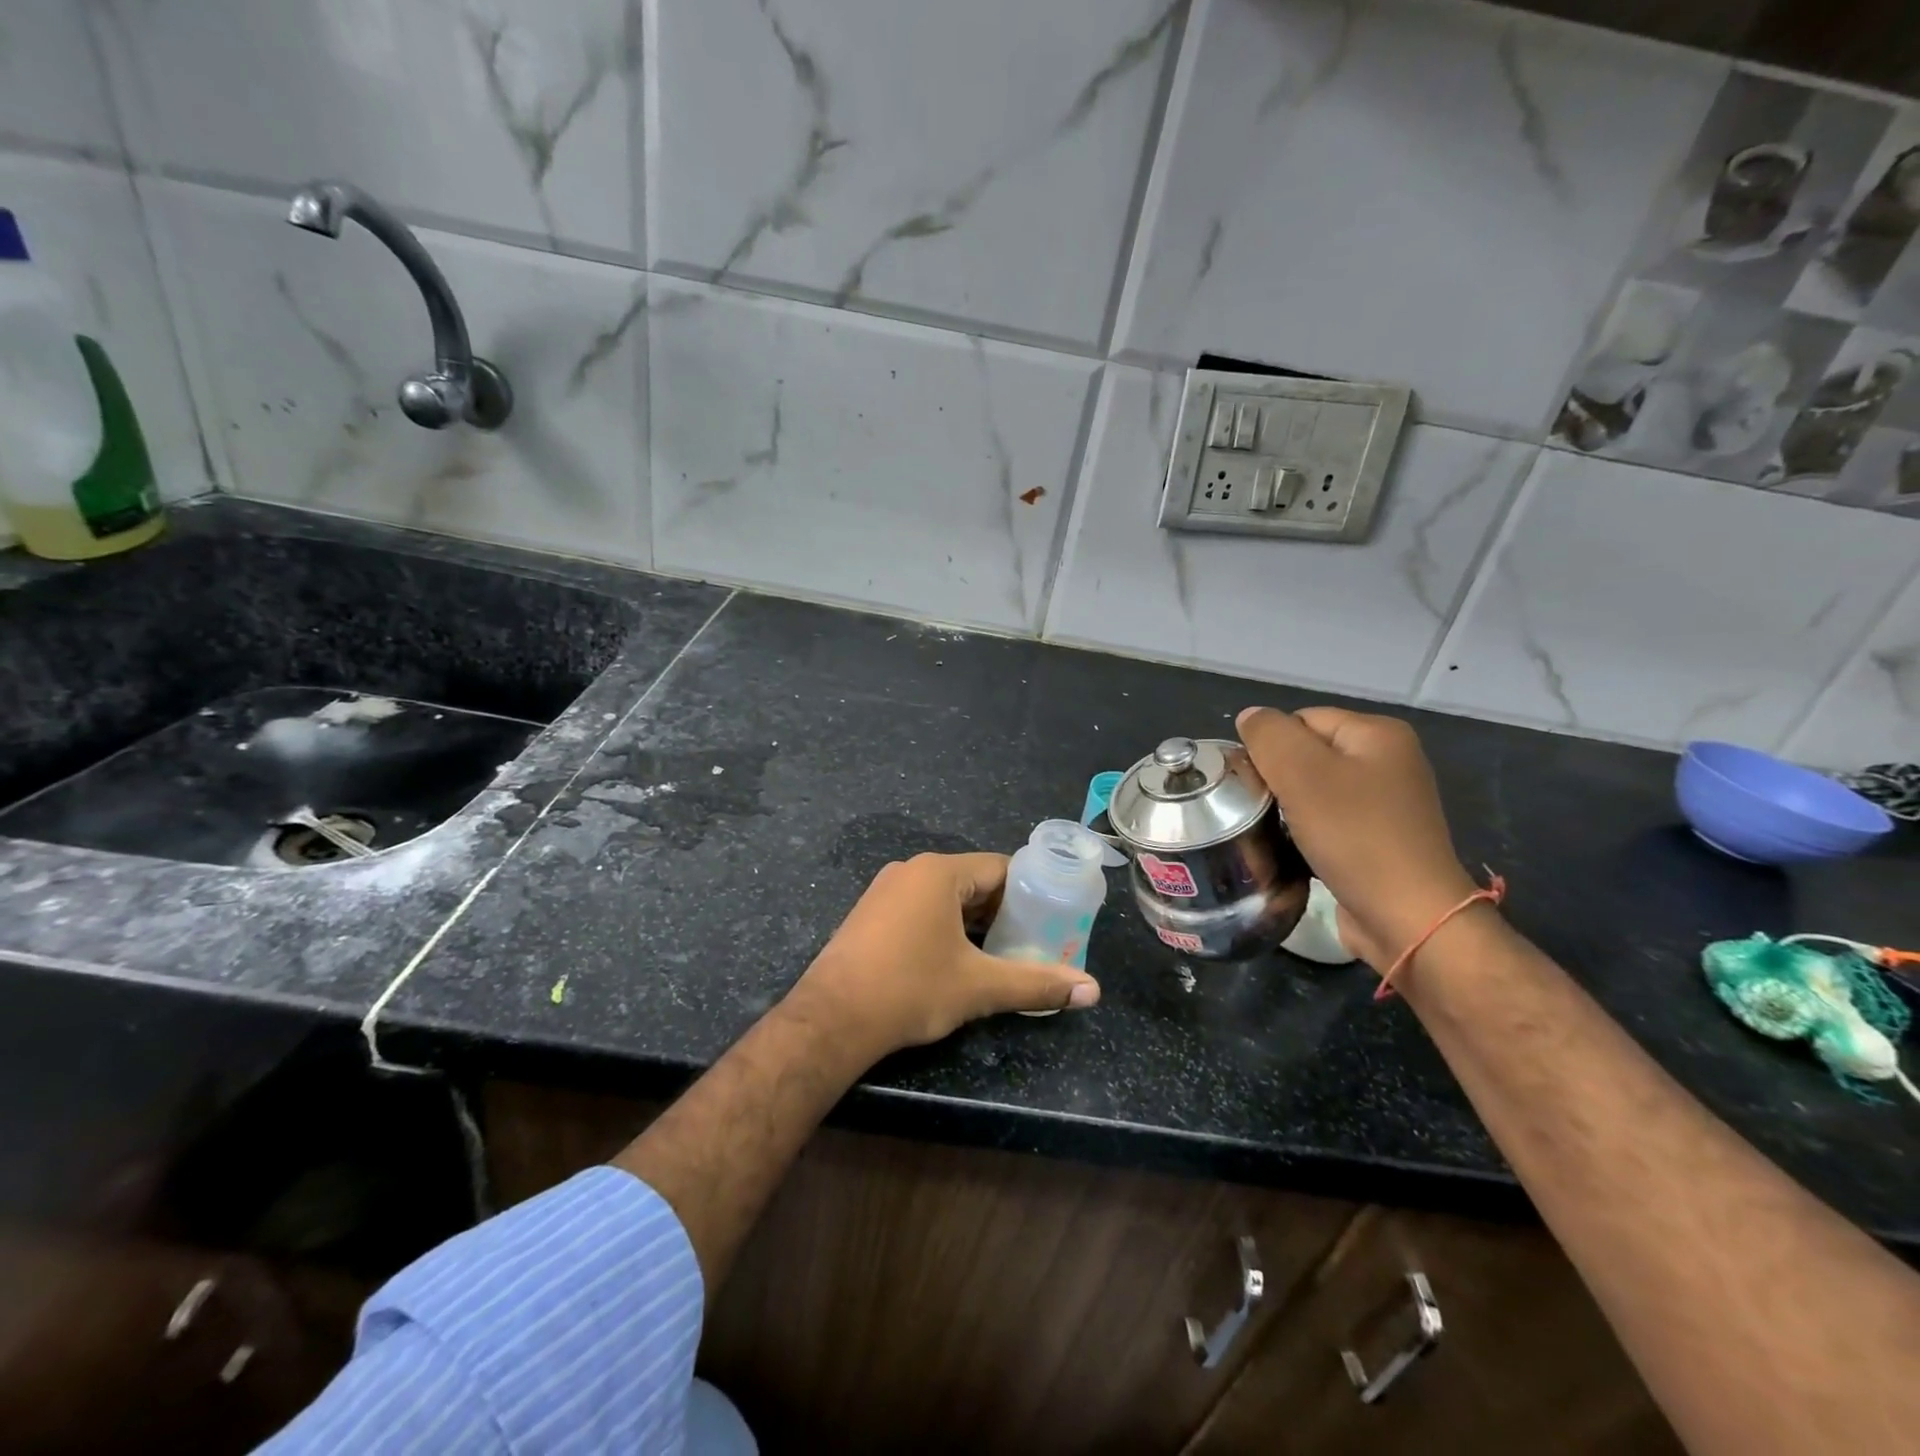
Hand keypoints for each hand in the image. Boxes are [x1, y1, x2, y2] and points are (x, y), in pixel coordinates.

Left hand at [786, 852, 1100, 1059]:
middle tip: (1031, 943)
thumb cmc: (910, 989)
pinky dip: (943, 927)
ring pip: (944, 898)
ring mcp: (884, 890)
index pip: (1000, 868)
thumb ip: (1036, 984)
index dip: (1030, 893)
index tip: (1051, 920)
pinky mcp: (869, 914)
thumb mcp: (979, 987)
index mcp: (939, 872)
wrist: (831, 1019)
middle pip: (972, 882)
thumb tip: (1093, 991)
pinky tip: (955, 959)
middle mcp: (911, 870)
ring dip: (973, 922)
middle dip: (1003, 912)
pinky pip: (919, 909)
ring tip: (1000, 954)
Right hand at [1237, 706, 1478, 972]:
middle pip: (1307, 753)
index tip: (1254, 783)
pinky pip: (1328, 820)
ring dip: (1289, 807)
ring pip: (1314, 789)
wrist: (1408, 917)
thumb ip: (1270, 736)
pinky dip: (1307, 831)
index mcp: (1378, 733)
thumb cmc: (1354, 836)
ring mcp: (1386, 802)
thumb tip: (1250, 717)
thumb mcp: (1302, 774)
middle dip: (1278, 778)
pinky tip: (1296, 848)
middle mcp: (1388, 760)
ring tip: (1274, 829)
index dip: (1270, 748)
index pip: (1300, 720)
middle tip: (1259, 807)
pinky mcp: (1379, 838)